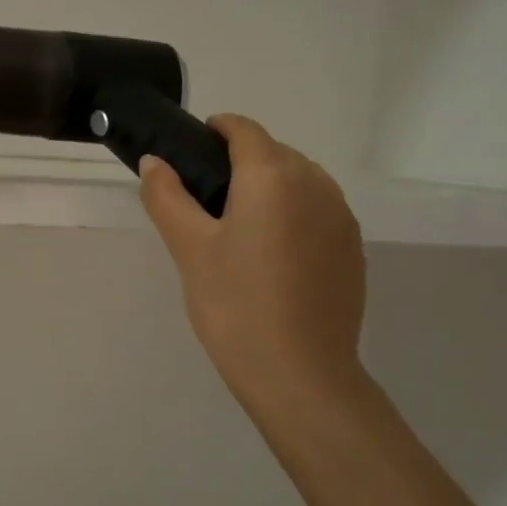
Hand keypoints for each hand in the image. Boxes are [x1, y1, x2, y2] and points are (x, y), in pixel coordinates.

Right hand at [140, 116, 367, 420]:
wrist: (300, 375)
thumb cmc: (235, 305)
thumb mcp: (189, 249)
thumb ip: (167, 196)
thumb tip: (154, 161)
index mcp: (273, 176)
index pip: (244, 130)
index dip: (216, 130)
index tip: (192, 151)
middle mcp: (315, 184)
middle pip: (274, 153)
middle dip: (239, 162)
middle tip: (204, 201)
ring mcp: (341, 216)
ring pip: (299, 180)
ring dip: (268, 187)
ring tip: (238, 230)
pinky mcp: (352, 248)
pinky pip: (317, 210)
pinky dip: (292, 214)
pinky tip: (272, 256)